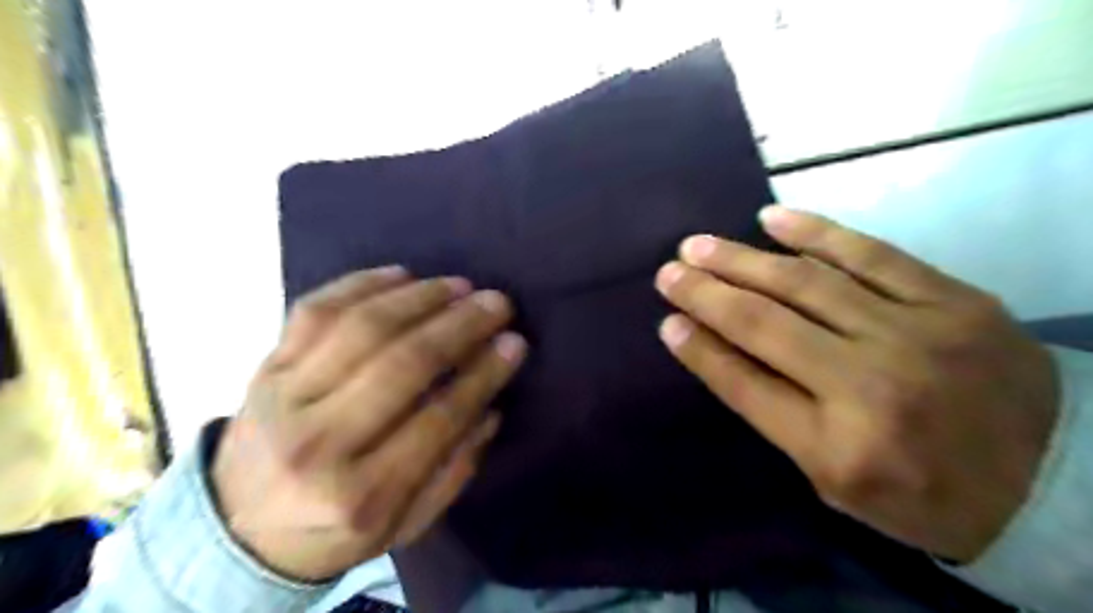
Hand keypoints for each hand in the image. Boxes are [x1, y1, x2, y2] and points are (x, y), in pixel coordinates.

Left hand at [210, 266, 526, 579]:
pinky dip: (361, 284)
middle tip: (497, 303)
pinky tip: (402, 274)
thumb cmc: (336, 529)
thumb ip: (454, 471)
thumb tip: (490, 407)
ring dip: (419, 298)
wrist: (240, 532)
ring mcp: (283, 397)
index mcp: (362, 494)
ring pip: (361, 328)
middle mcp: (318, 443)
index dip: (484, 374)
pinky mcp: (264, 367)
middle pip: (402, 364)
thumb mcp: (406, 524)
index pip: (439, 418)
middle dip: (460, 326)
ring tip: (459, 285)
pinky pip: (315, 310)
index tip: (515, 342)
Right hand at [658, 209, 1058, 563]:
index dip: (699, 349)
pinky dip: (816, 233)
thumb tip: (714, 350)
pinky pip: (871, 254)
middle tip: (668, 271)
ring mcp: (914, 334)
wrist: (1050, 482)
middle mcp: (869, 386)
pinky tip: (770, 218)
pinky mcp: (952, 299)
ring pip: (806, 283)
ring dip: (742, 260)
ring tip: (698, 245)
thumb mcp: (834, 480)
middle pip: (765, 325)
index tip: (666, 319)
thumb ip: (774, 414)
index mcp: (836, 447)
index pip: (744, 384)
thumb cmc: (921, 491)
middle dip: (706, 294)